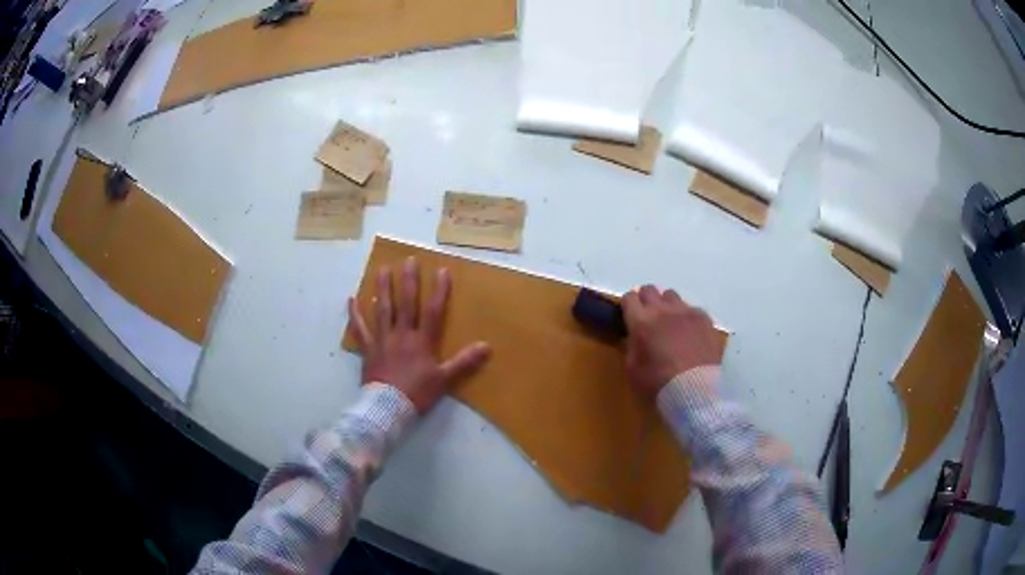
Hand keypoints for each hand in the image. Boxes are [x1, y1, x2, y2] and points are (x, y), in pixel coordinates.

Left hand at [348, 258, 490, 413]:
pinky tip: (352, 298)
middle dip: (409, 281)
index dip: (439, 291)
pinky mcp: (368, 349)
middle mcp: (402, 334)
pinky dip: (355, 313)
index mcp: (422, 341)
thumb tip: (487, 346)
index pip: (433, 311)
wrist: (387, 408)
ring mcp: (382, 340)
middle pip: (406, 303)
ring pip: (383, 309)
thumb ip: (464, 362)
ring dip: (383, 288)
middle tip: (408, 260)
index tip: (441, 270)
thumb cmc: (417, 394)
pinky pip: (360, 328)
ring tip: (383, 269)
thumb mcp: (444, 380)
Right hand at [622, 285, 720, 396]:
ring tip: (670, 323)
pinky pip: (691, 309)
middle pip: (650, 290)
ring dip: (667, 305)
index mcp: (641, 321)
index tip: (630, 316)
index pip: (629, 297)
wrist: (694, 389)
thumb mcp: (633, 369)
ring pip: (671, 295)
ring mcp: (685, 311)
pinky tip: (690, 333)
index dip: (628, 306)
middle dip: (646, 301)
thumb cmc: (658, 383)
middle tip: (648, 318)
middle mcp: (662, 310)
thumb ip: (631, 347)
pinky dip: (687, 317)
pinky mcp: (704, 318)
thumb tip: (633, 336)